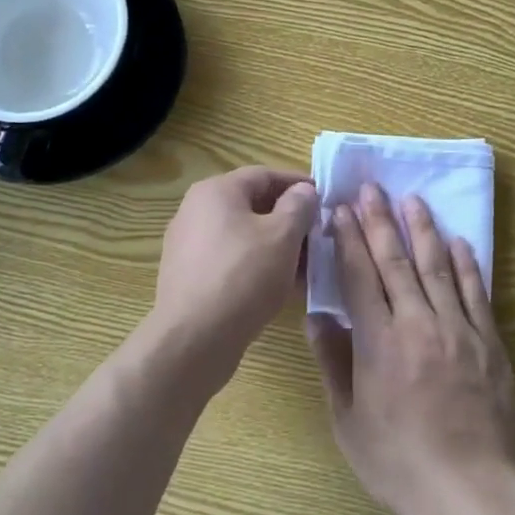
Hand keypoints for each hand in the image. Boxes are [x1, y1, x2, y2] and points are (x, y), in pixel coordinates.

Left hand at [152, 166, 317, 385]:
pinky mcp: (188, 276)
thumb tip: (303, 191)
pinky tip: (279, 286)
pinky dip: (256, 264)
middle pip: (252, 205)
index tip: (326, 200)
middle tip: (319, 236)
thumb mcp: (283, 236)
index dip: (298, 184)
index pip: (265, 175)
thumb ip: (299, 206)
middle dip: (289, 219)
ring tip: (306, 266)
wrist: (193, 340)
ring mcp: (188, 244)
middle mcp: (196, 210)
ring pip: (243, 235)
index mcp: (216, 191)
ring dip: (276, 245)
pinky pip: (230, 259)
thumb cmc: (243, 276)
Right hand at [307, 184, 514, 514]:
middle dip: (381, 221)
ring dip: (423, 230)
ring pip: (437, 267)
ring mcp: (458, 330)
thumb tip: (318, 317)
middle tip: (372, 189)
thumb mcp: (349, 422)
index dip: (349, 241)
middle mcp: (417, 324)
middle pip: (396, 262)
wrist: (471, 491)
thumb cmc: (400, 462)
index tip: (341, 211)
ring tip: (412, 200)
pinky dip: (466, 264)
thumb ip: (333, 364)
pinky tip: (458, 241)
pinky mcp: (489, 342)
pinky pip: (475, 293)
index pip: (360, 277)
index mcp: (379, 343)